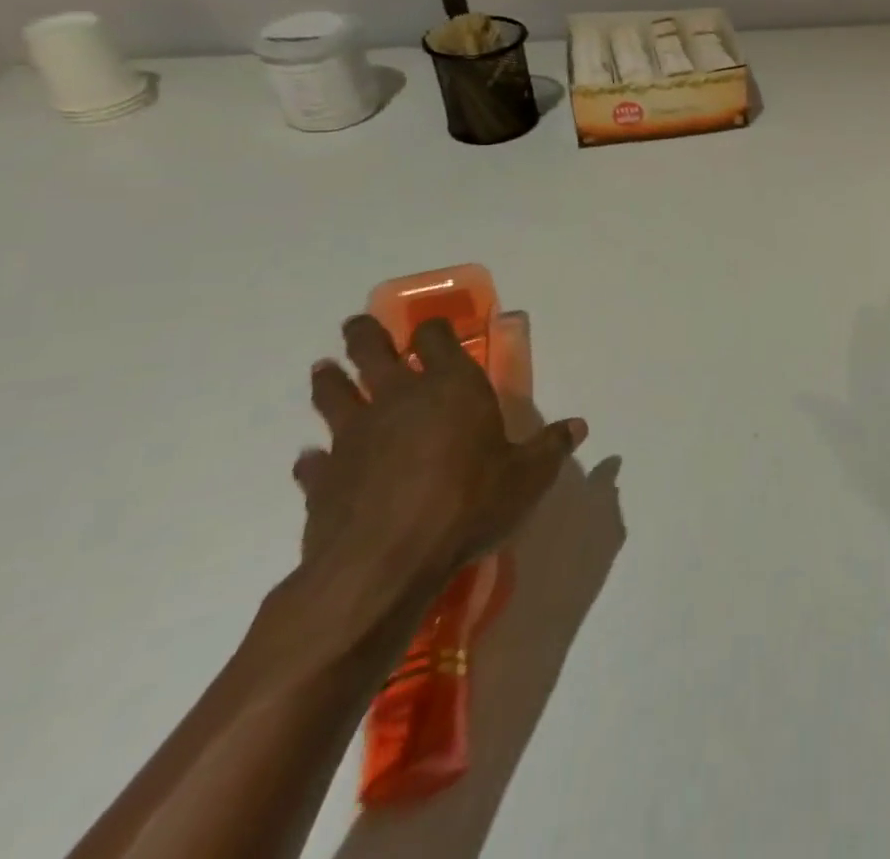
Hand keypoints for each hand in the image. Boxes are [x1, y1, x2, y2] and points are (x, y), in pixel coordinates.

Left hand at [292, 315, 586, 613]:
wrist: (384, 563)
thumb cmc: (469, 503)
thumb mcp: (528, 476)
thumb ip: (551, 447)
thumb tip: (578, 426)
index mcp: (451, 387)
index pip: (437, 338)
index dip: (435, 329)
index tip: (434, 328)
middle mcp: (398, 399)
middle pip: (372, 352)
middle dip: (365, 335)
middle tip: (357, 325)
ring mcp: (354, 437)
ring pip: (334, 395)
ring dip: (329, 380)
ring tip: (324, 369)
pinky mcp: (323, 480)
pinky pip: (313, 461)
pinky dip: (312, 458)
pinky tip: (311, 459)